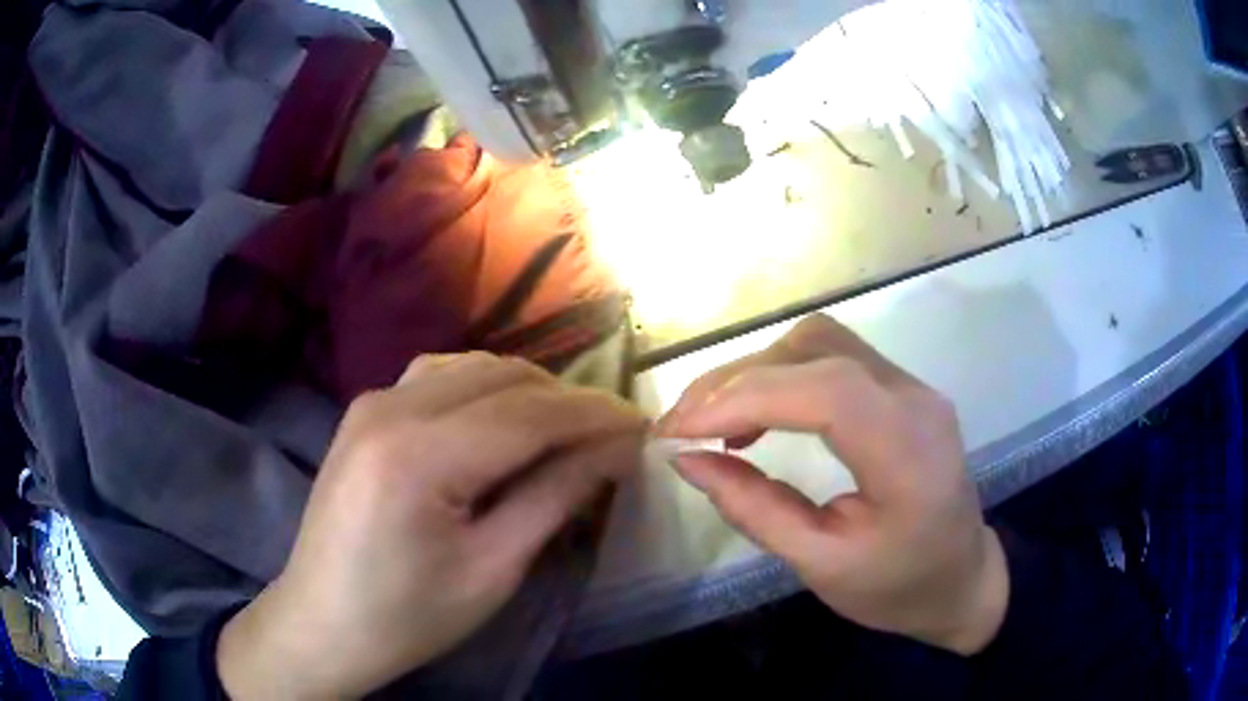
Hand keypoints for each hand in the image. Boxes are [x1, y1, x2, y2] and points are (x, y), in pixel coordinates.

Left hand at [216, 353, 645, 698]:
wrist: (322, 623)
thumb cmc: (409, 616)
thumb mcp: (493, 568)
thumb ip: (556, 496)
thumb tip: (618, 449)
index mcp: (419, 455)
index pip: (531, 411)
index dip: (596, 415)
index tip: (645, 427)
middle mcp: (390, 406)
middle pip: (504, 376)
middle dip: (567, 400)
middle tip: (610, 439)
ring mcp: (371, 401)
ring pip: (472, 366)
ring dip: (527, 390)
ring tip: (563, 431)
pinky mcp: (365, 411)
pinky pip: (439, 376)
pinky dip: (484, 389)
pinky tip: (500, 422)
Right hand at [658, 315, 1007, 654]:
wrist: (962, 578)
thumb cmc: (897, 586)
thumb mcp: (821, 565)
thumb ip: (754, 509)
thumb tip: (687, 460)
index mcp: (908, 452)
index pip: (824, 391)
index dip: (743, 398)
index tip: (679, 432)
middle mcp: (914, 399)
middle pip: (815, 348)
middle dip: (736, 379)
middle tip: (682, 426)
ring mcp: (911, 385)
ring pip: (820, 341)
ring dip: (756, 370)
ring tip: (713, 420)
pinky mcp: (901, 389)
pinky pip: (833, 358)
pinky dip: (782, 375)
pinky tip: (757, 416)